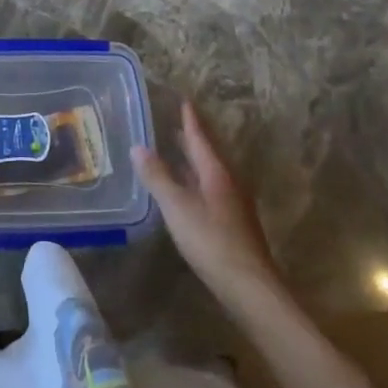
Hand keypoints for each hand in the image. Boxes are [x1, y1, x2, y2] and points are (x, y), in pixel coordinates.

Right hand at [135, 101, 280, 307]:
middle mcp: (228, 182)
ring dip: (194, 159)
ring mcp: (233, 204)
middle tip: (177, 120)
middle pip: (208, 153)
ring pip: (210, 172)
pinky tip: (186, 189)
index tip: (184, 100)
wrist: (249, 287)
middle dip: (193, 137)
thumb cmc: (211, 240)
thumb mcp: (177, 206)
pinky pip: (210, 189)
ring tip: (177, 150)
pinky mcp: (232, 224)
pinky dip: (195, 180)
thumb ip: (157, 176)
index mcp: (216, 172)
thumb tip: (138, 147)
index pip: (200, 137)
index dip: (190, 119)